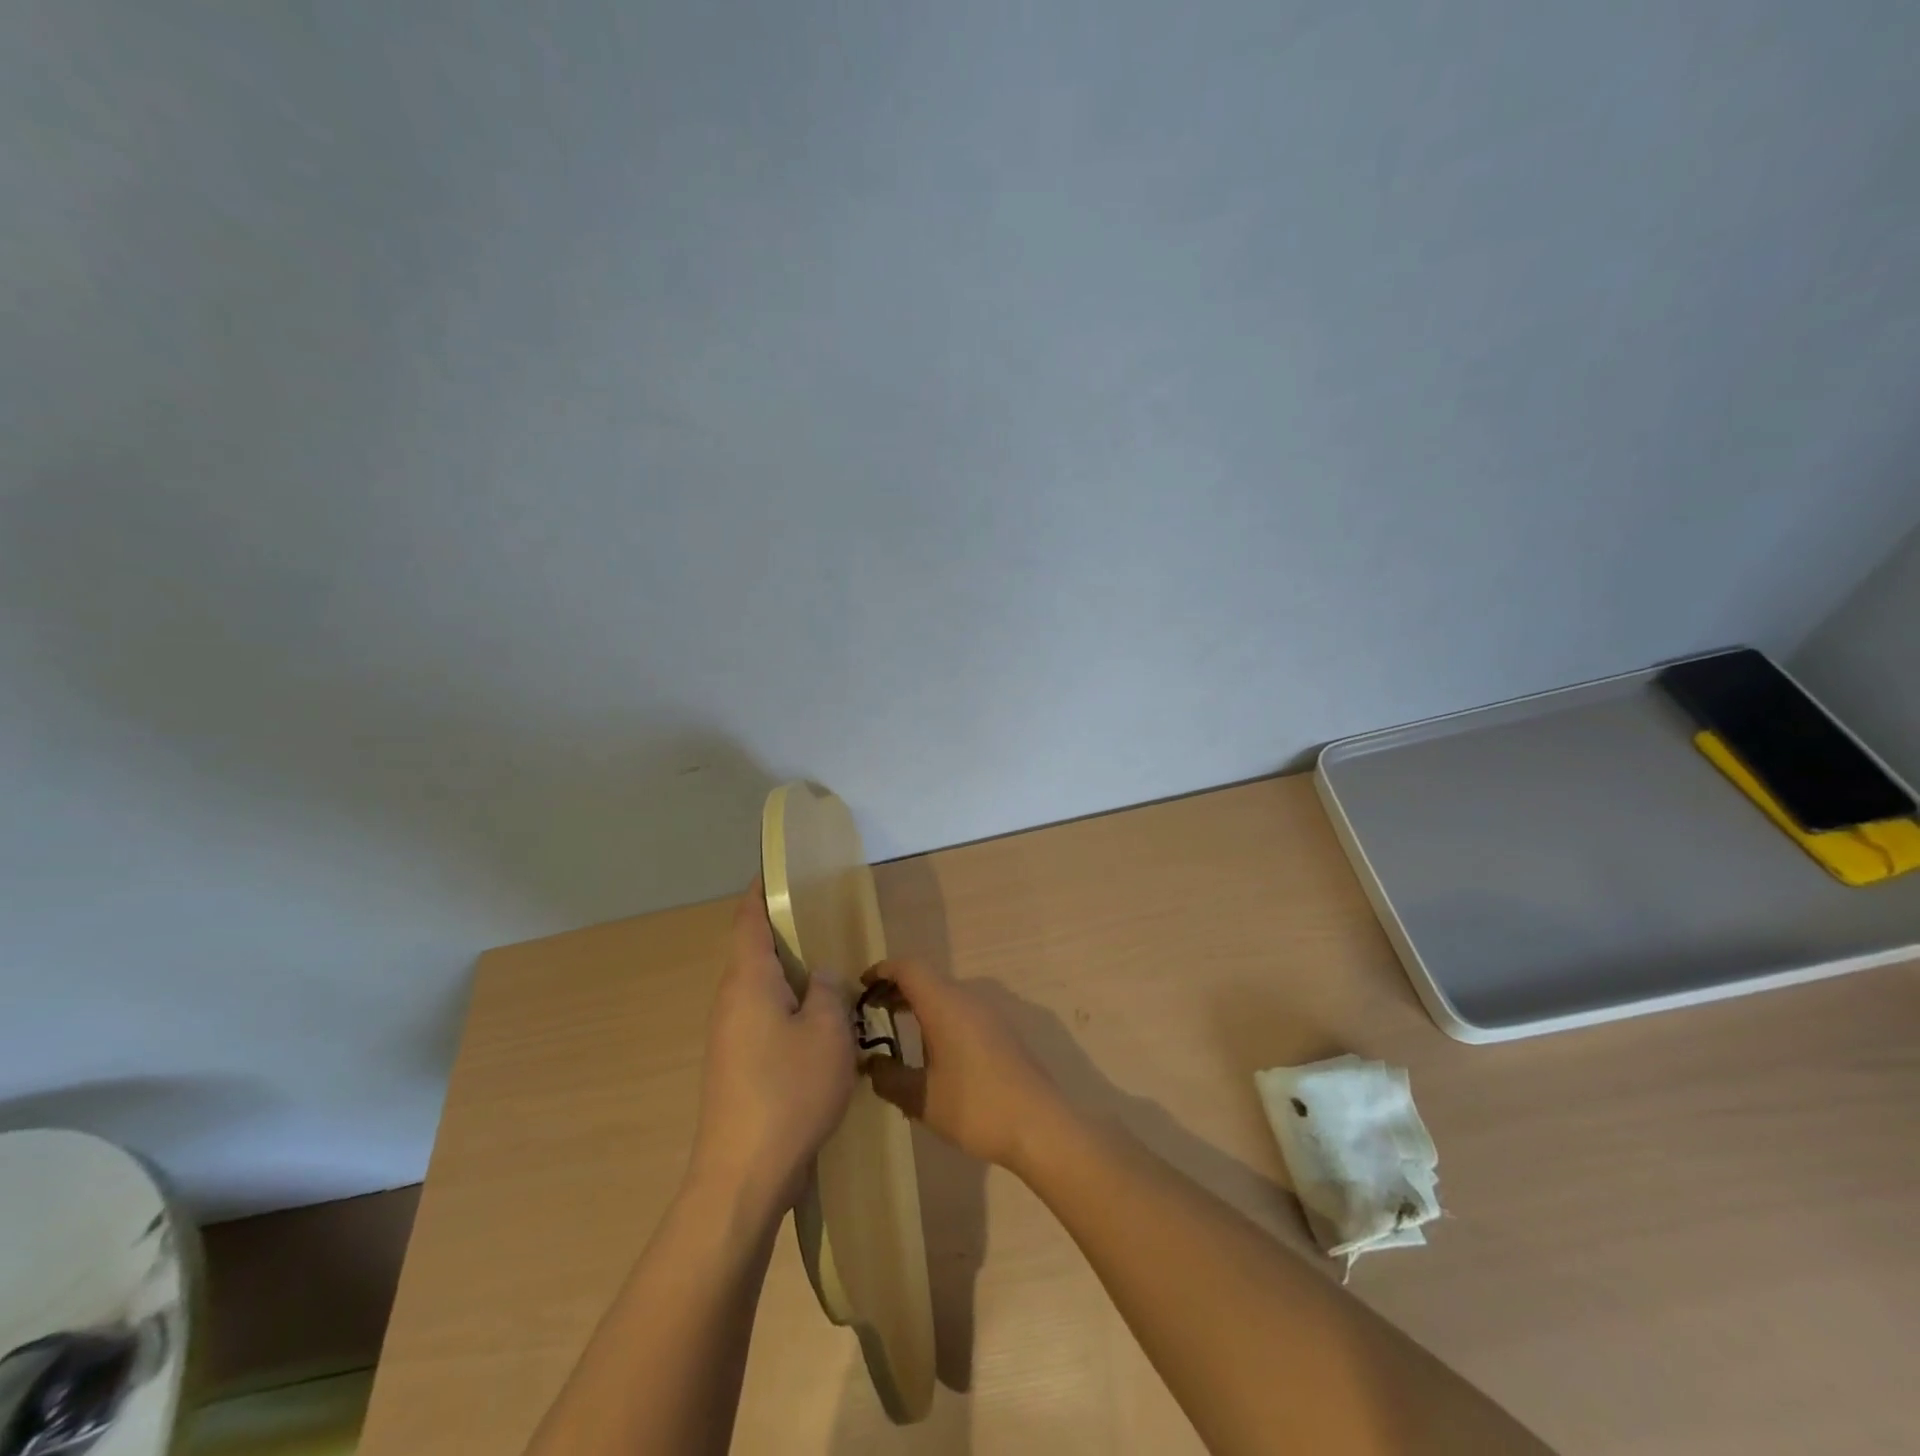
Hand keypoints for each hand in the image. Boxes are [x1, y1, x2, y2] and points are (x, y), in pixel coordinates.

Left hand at [688, 882, 855, 1217]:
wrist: (743, 1176)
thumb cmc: (789, 1091)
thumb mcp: (827, 1033)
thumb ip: (828, 992)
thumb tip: (819, 977)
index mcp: (748, 981)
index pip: (749, 920)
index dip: (761, 891)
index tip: (778, 870)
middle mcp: (731, 1001)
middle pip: (754, 952)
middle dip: (785, 934)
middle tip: (824, 921)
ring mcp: (729, 1037)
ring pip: (761, 988)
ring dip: (791, 976)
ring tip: (830, 971)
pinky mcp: (736, 1066)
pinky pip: (763, 1018)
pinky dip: (788, 1007)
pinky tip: (818, 1024)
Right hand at [862, 959, 1062, 1170]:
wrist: (1040, 1126)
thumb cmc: (975, 1107)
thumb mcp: (922, 1099)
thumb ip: (889, 1079)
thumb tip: (871, 1066)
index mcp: (945, 1004)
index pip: (908, 968)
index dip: (882, 970)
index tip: (861, 986)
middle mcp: (967, 999)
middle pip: (927, 978)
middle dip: (897, 988)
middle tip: (872, 1009)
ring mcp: (988, 1014)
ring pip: (945, 994)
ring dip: (919, 1002)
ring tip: (896, 1026)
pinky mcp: (1001, 1031)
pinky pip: (961, 1009)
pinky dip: (938, 1015)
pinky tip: (930, 1047)